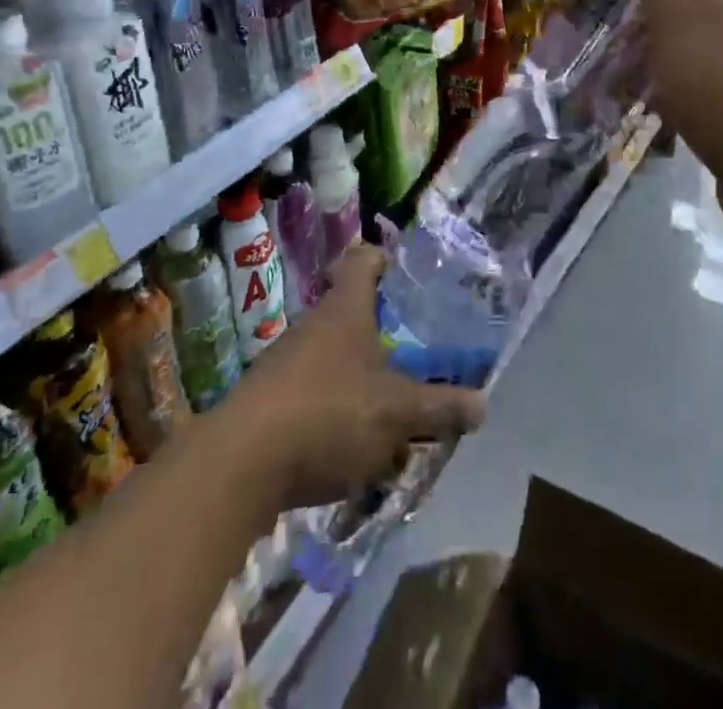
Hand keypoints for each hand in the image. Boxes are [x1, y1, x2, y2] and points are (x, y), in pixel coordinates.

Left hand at [217, 245, 485, 510]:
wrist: (239, 464)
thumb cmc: (329, 414)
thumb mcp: (396, 414)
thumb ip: (439, 407)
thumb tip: (483, 404)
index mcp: (346, 310)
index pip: (363, 261)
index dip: (382, 259)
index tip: (400, 270)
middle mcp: (314, 325)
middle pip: (350, 316)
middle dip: (380, 339)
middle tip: (412, 360)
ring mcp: (285, 362)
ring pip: (332, 361)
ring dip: (358, 383)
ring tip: (390, 417)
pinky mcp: (267, 401)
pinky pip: (312, 396)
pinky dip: (333, 414)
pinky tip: (350, 453)